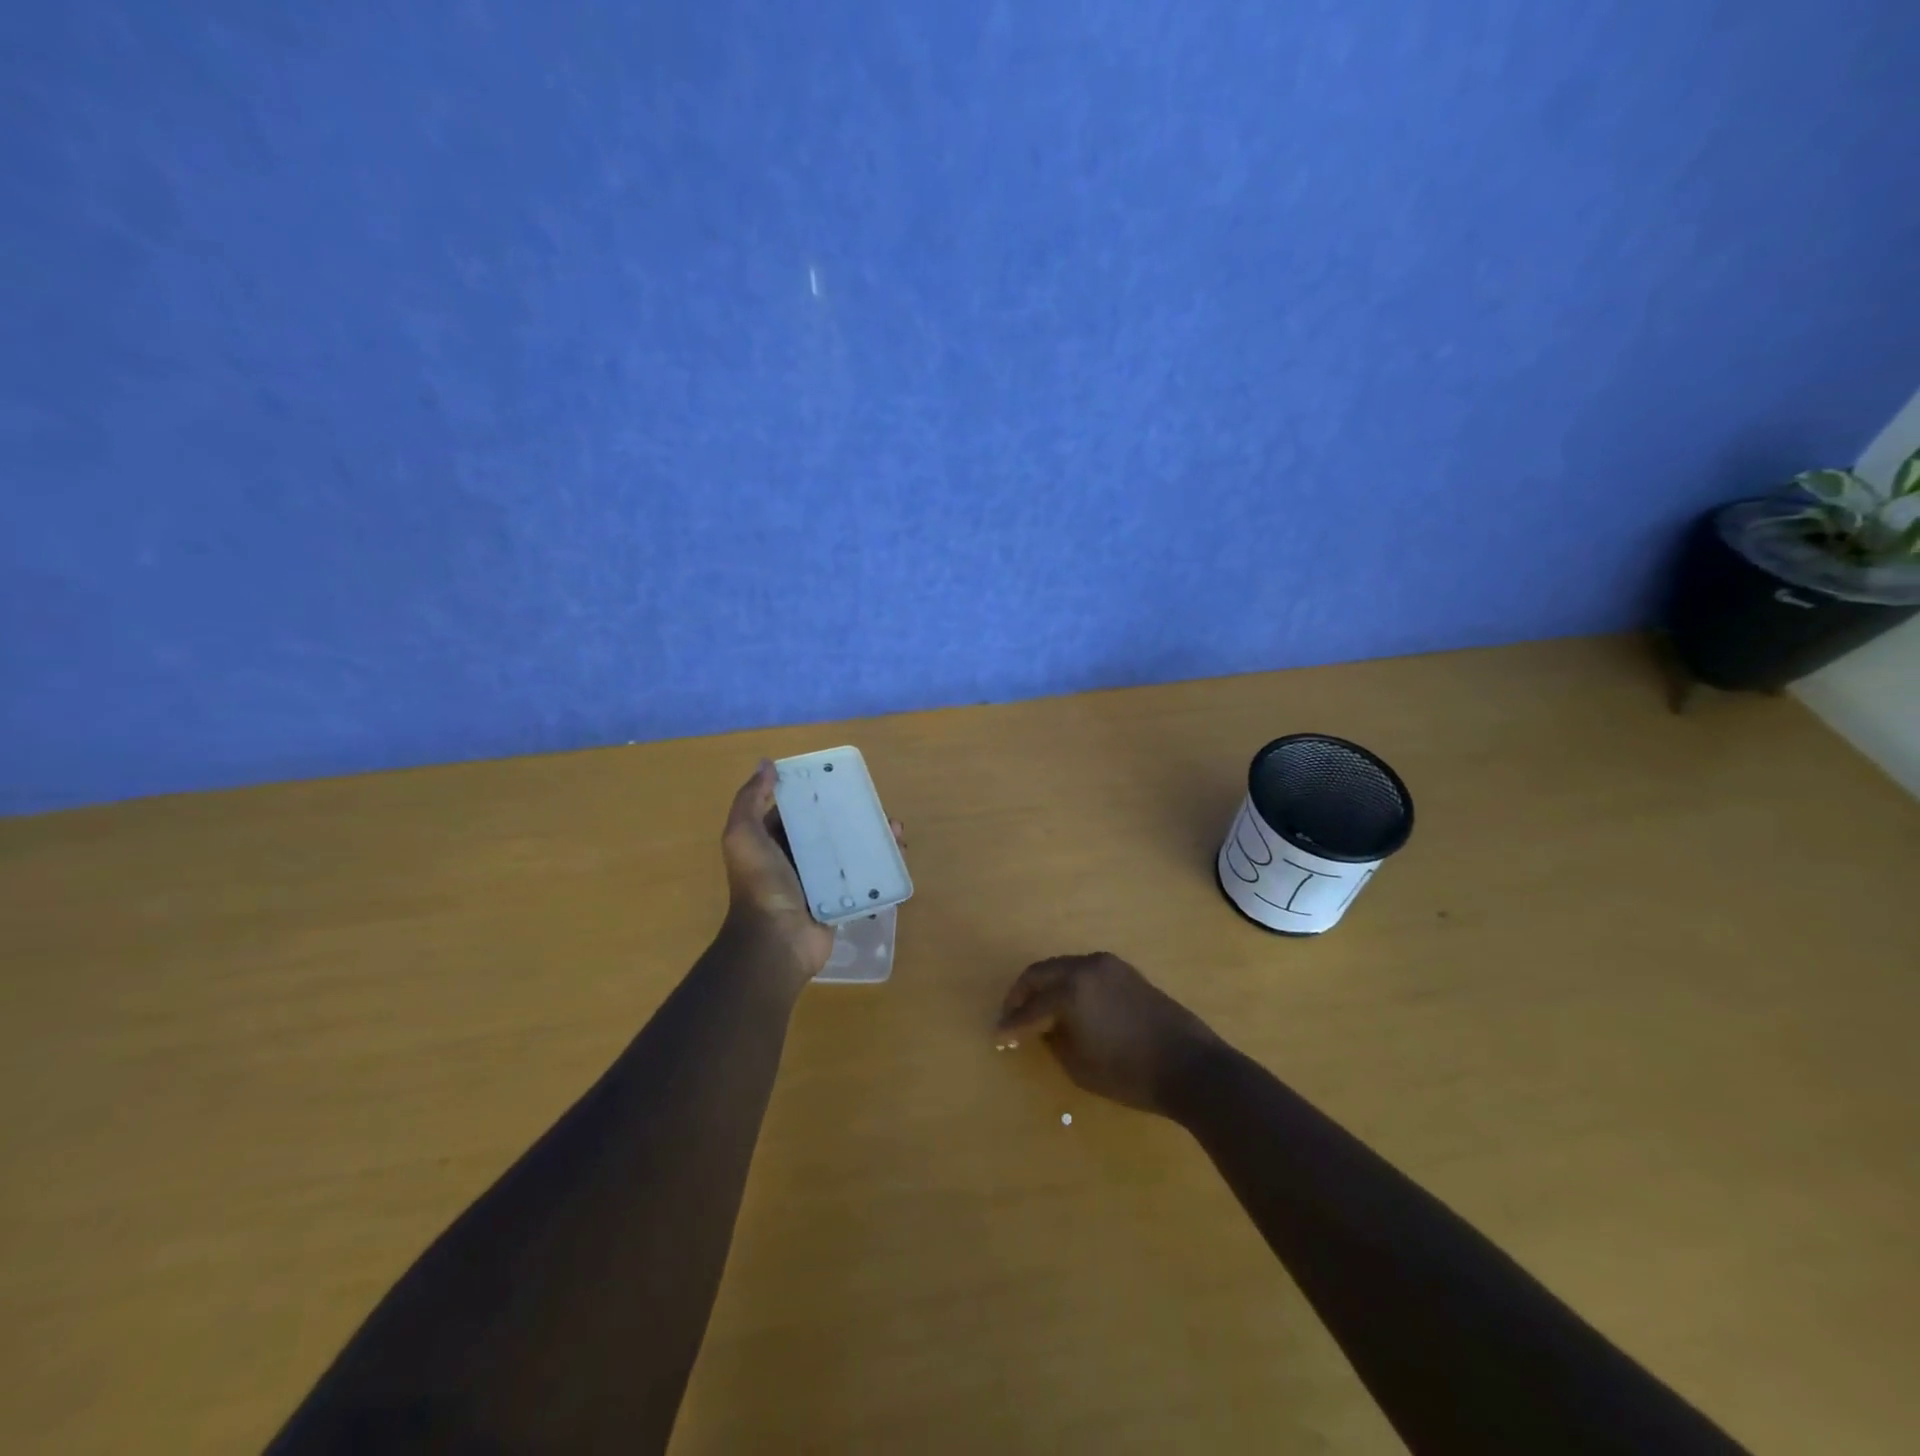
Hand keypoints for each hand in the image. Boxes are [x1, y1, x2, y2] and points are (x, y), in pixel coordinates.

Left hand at [719, 760, 903, 991]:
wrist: (776, 941)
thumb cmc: (760, 884)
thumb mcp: (743, 835)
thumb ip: (750, 799)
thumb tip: (767, 764)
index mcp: (772, 841)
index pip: (798, 810)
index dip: (817, 793)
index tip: (843, 780)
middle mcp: (795, 858)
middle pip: (829, 828)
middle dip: (852, 815)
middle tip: (877, 806)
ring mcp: (820, 880)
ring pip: (850, 851)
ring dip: (873, 838)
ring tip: (895, 830)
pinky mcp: (841, 899)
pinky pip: (863, 877)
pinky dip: (881, 865)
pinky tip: (898, 854)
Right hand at [994, 953, 1222, 1114]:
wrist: (1191, 1066)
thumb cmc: (1130, 1073)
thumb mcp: (1079, 1066)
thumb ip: (1053, 1040)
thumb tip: (1042, 1028)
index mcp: (1071, 990)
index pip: (1030, 1008)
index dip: (1011, 1024)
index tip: (998, 1036)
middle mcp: (1085, 967)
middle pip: (1041, 973)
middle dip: (1021, 994)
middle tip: (1010, 1015)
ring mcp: (1108, 965)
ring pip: (1063, 968)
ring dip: (1045, 986)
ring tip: (1036, 1011)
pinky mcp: (1125, 971)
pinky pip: (1084, 972)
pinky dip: (1068, 984)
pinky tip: (1067, 1005)